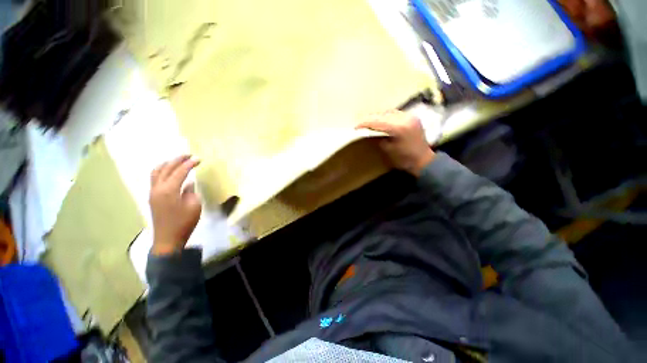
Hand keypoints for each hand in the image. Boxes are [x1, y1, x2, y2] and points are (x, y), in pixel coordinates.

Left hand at [149, 155, 201, 254]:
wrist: (168, 239)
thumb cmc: (184, 223)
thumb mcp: (194, 206)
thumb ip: (191, 191)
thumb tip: (188, 183)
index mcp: (169, 190)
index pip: (180, 172)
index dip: (189, 164)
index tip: (199, 159)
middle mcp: (158, 188)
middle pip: (166, 169)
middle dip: (177, 160)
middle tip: (189, 155)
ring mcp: (153, 193)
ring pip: (156, 172)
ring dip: (167, 164)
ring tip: (178, 161)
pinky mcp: (152, 197)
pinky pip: (155, 179)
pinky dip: (162, 171)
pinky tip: (170, 172)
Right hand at [356, 110, 434, 176]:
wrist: (424, 160)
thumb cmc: (405, 159)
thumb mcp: (388, 150)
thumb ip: (378, 138)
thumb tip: (369, 132)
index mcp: (399, 127)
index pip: (377, 121)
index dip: (365, 123)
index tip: (355, 127)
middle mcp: (405, 118)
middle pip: (382, 114)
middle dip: (370, 119)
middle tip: (360, 125)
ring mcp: (409, 116)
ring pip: (388, 112)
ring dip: (377, 116)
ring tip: (368, 122)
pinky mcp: (411, 117)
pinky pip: (394, 113)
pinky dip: (385, 116)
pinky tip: (380, 121)